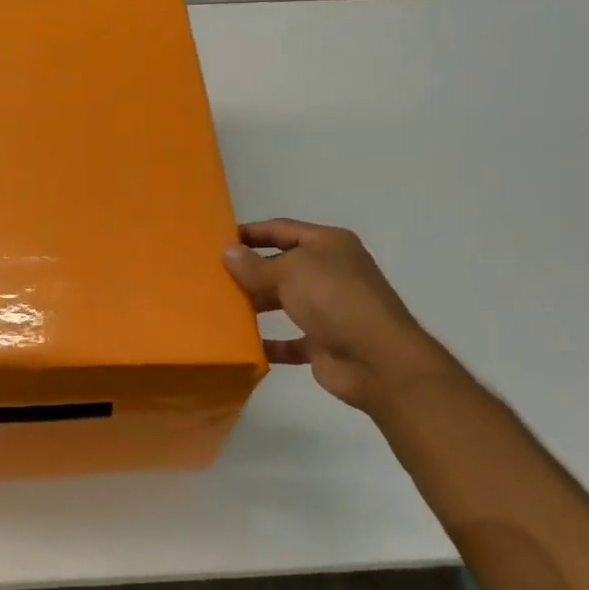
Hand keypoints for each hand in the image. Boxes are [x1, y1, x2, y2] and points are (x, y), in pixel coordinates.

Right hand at [223, 218, 449, 415]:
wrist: (376, 359)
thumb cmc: (334, 300)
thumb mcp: (290, 272)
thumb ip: (255, 265)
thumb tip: (227, 251)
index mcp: (328, 245)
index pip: (282, 230)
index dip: (251, 232)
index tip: (218, 240)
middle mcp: (330, 272)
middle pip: (282, 266)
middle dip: (250, 270)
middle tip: (212, 276)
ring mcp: (329, 309)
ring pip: (284, 301)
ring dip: (256, 305)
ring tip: (220, 308)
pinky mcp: (324, 342)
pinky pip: (289, 341)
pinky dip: (268, 343)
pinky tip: (242, 344)